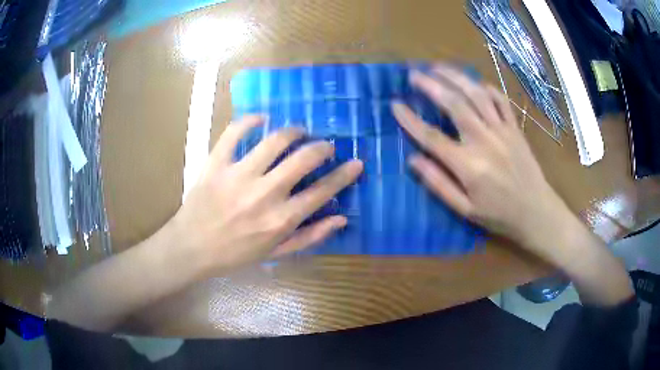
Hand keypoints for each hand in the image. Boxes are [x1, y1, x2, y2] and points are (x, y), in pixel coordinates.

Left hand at [171, 115, 362, 273]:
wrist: (191, 248)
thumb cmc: (235, 254)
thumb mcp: (275, 253)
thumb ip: (310, 237)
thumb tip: (341, 218)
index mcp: (281, 219)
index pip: (322, 191)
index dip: (344, 175)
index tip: (356, 163)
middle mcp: (264, 194)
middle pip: (304, 159)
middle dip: (322, 147)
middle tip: (325, 146)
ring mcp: (238, 175)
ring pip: (274, 140)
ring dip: (293, 131)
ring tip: (298, 132)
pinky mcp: (216, 163)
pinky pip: (234, 132)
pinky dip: (249, 120)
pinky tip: (260, 118)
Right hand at [392, 65, 570, 256]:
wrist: (536, 211)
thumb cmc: (498, 214)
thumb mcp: (464, 210)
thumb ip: (438, 184)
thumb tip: (413, 160)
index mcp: (468, 166)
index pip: (432, 137)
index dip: (410, 120)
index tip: (394, 104)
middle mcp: (484, 141)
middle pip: (454, 104)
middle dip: (431, 85)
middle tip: (414, 74)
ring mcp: (502, 131)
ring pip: (476, 95)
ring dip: (455, 77)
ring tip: (437, 67)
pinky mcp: (515, 128)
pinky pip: (500, 100)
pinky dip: (486, 88)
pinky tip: (474, 83)